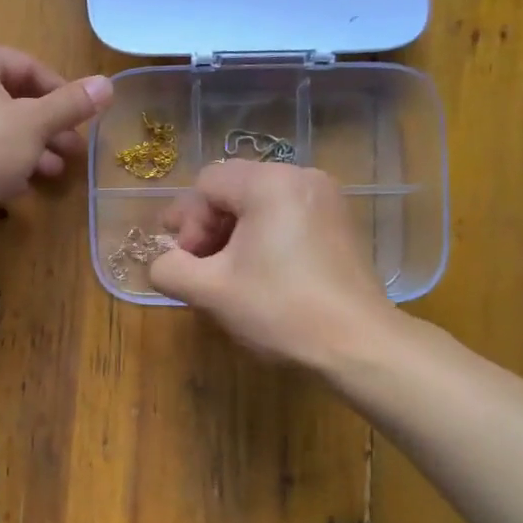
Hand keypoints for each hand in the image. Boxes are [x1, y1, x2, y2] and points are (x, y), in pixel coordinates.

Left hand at [0, 42, 112, 215]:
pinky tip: (25, 185)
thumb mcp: (36, 122)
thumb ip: (71, 104)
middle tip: (75, 149)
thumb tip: (108, 84)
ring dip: (33, 148)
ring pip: (0, 128)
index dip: (62, 92)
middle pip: (15, 99)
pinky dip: (6, 163)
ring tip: (57, 171)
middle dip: (49, 127)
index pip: (28, 66)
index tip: (83, 117)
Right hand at [149, 162, 401, 369]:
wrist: (358, 344)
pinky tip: (261, 273)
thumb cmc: (280, 310)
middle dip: (208, 227)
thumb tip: (163, 263)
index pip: (207, 184)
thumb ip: (169, 269)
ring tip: (229, 274)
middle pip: (233, 189)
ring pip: (258, 203)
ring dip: (233, 234)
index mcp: (270, 183)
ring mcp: (326, 198)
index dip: (188, 222)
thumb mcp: (209, 291)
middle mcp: (301, 177)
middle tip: (202, 268)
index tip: (190, 262)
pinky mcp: (338, 222)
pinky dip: (263, 237)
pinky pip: (285, 215)